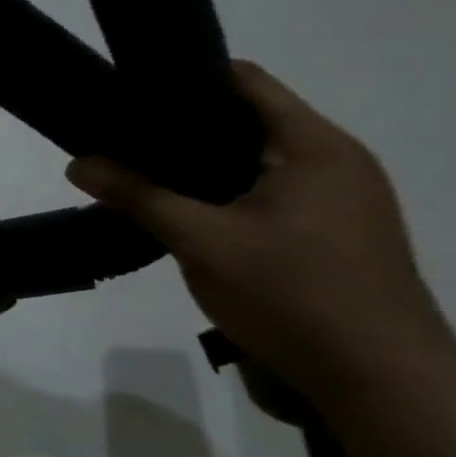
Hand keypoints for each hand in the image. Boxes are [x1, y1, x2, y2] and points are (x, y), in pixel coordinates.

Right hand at [66, 61, 455, 402]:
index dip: (184, 79)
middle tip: (121, 141)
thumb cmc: (292, 295)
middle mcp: (335, 160)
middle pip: (248, 121)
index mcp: (313, 146)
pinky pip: (269, 192)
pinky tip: (187, 215)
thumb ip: (138, 196)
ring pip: (256, 162)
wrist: (378, 377)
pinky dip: (225, 194)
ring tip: (143, 176)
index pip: (244, 82)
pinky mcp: (335, 231)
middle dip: (182, 127)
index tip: (127, 94)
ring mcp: (341, 198)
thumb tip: (77, 163)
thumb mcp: (201, 242)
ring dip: (202, 166)